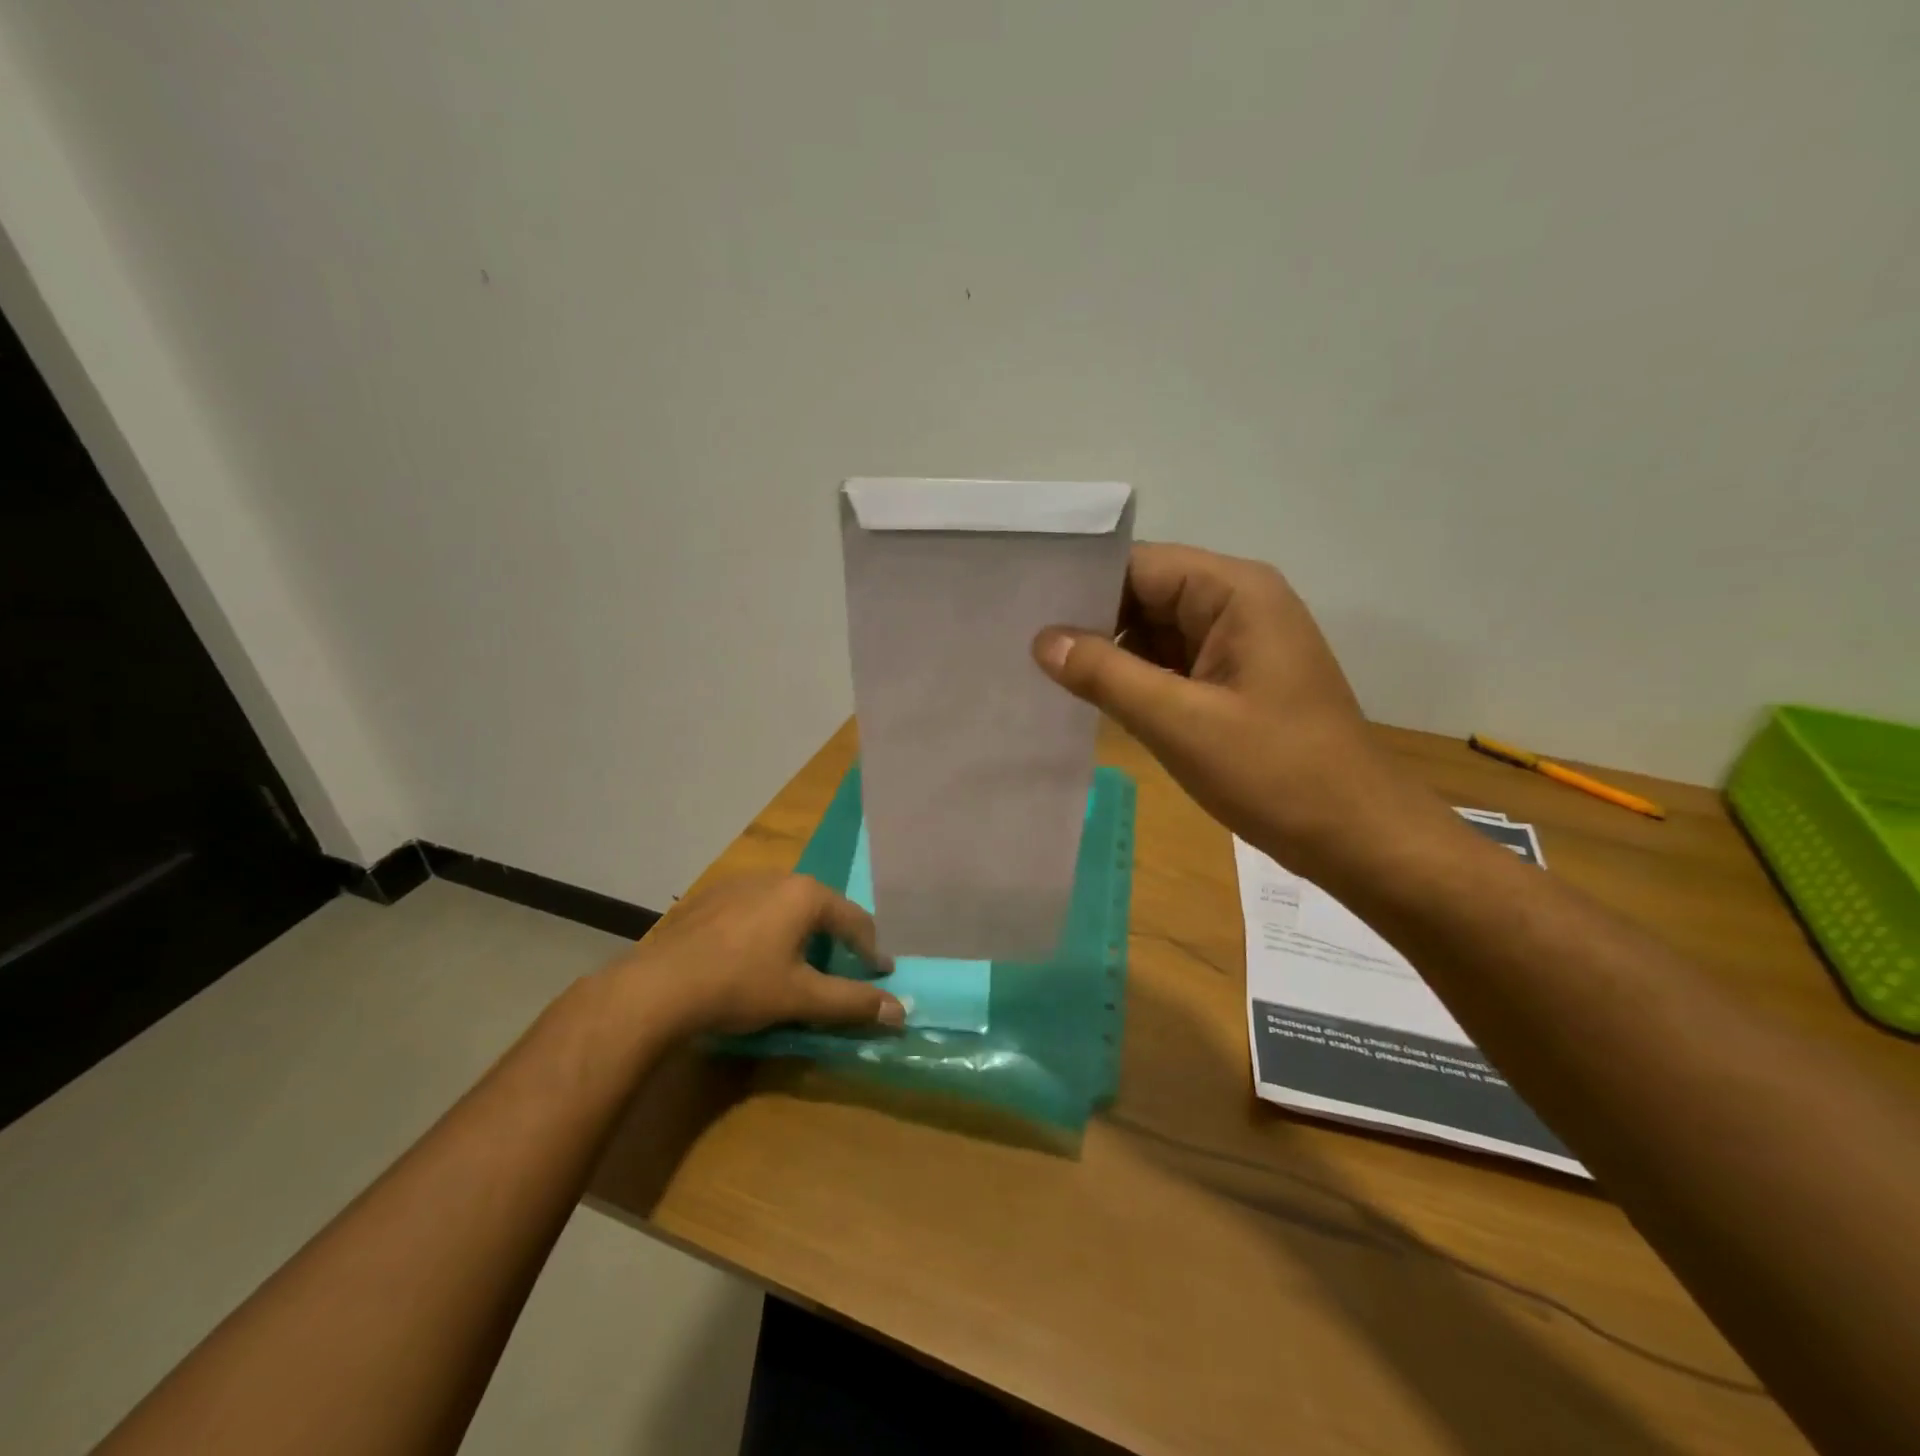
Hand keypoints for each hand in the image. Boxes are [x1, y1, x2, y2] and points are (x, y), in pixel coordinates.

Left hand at [610, 874, 904, 1036]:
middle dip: (835, 938)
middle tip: (840, 968)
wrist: (658, 987)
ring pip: (786, 905)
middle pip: (821, 907)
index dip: (871, 950)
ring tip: (797, 962)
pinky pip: (754, 908)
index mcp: (806, 895)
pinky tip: (751, 955)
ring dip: (800, 931)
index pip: (855, 920)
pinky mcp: (711, 895)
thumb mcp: (802, 998)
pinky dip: (766, 928)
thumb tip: (900, 1011)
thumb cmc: (740, 986)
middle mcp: (778, 877)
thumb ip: (853, 1002)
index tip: (880, 973)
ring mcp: (740, 882)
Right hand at [1033, 543, 1443, 876]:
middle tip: (1022, 645)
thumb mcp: (1179, 722)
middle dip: (1090, 621)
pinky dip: (1135, 680)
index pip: (1140, 566)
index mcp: (1235, 593)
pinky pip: (1172, 666)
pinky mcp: (1234, 682)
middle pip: (1146, 595)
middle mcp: (1238, 605)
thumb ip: (1106, 675)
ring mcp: (1238, 646)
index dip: (1082, 584)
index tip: (1024, 608)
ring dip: (1109, 653)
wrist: (1355, 836)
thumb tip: (1043, 640)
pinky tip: (1089, 698)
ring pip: (1155, 633)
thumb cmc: (1275, 772)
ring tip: (1042, 671)